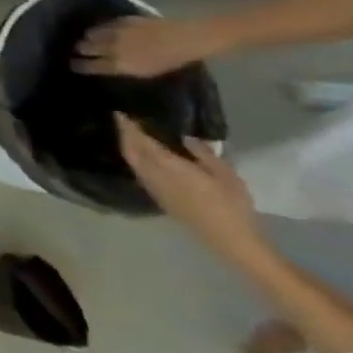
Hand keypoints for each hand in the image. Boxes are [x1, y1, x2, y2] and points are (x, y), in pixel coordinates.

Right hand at [74, 15, 216, 77]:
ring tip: (88, 39)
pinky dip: (101, 27)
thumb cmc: (170, 61)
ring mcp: (117, 31)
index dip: (79, 65)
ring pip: (92, 33)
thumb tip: (104, 66)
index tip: (72, 65)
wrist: (188, 38)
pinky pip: (105, 24)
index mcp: (118, 64)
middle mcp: (112, 47)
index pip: (89, 65)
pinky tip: (103, 29)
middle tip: (78, 51)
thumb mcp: (144, 72)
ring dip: (88, 37)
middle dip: (80, 49)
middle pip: (86, 47)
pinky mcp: (123, 19)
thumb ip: (121, 69)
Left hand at [114, 114, 266, 262]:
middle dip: (125, 135)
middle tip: (124, 120)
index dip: (129, 128)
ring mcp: (153, 188)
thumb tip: (185, 137)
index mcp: (169, 166)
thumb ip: (203, 153)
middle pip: (131, 151)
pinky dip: (136, 160)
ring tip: (131, 134)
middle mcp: (154, 176)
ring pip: (133, 162)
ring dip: (128, 147)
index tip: (121, 113)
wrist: (229, 238)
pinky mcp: (158, 198)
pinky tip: (143, 156)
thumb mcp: (225, 174)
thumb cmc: (231, 204)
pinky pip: (139, 172)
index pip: (142, 142)